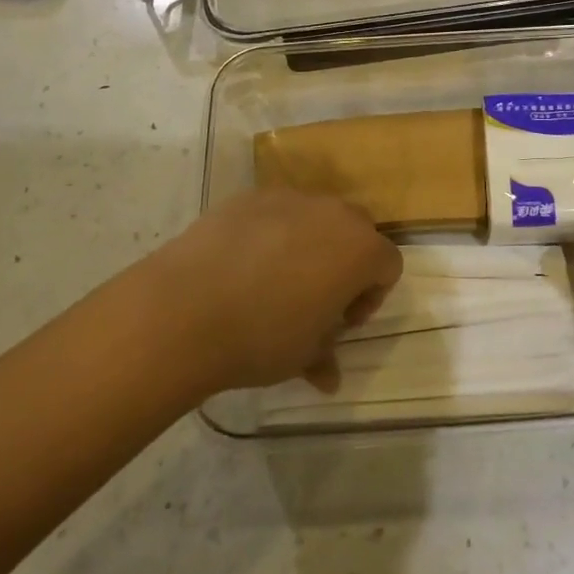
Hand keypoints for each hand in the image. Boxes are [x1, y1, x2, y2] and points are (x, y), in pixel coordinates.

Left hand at [139, 188, 402, 395]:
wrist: (186, 307)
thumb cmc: (262, 336)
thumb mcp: (302, 356)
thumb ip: (325, 356)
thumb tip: (329, 377)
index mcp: (360, 250)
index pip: (388, 265)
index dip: (371, 296)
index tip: (341, 322)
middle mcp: (333, 213)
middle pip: (357, 231)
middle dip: (345, 262)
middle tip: (315, 298)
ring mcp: (290, 198)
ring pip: (315, 217)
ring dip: (308, 243)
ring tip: (274, 280)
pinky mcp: (250, 196)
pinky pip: (275, 212)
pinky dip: (270, 232)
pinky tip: (241, 264)